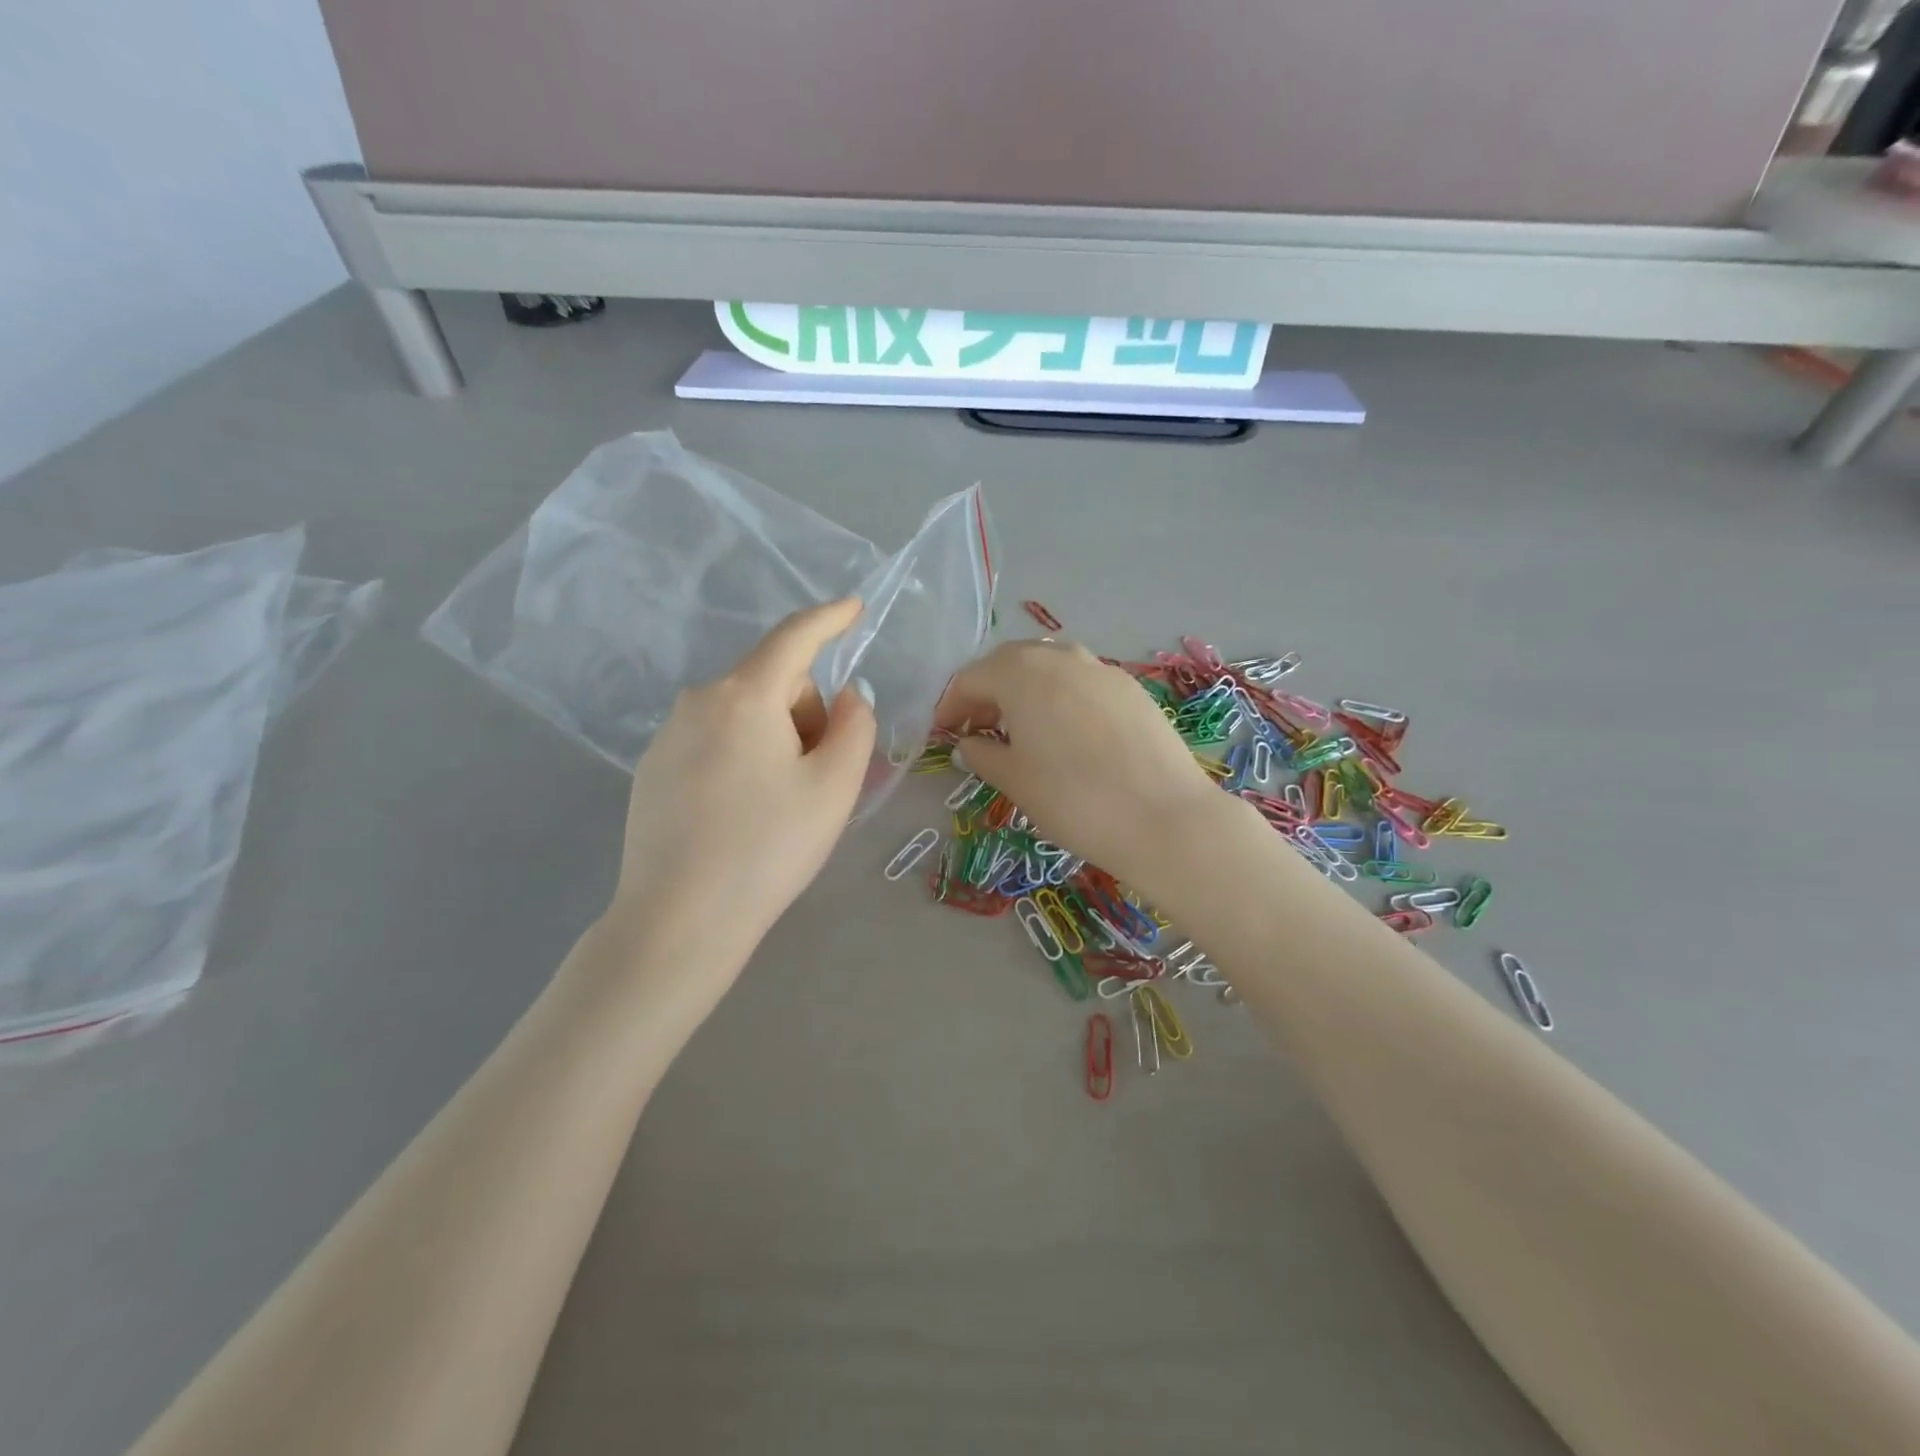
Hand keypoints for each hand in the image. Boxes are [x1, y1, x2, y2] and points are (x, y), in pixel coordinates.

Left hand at [608, 599, 876, 968]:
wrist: (679, 920)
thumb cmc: (769, 848)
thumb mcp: (834, 786)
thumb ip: (855, 726)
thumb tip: (845, 697)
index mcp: (744, 696)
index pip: (795, 637)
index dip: (830, 619)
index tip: (853, 609)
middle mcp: (699, 701)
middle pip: (773, 684)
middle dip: (806, 715)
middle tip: (818, 778)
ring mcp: (668, 735)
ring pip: (744, 715)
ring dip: (776, 739)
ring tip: (780, 805)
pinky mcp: (653, 768)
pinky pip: (715, 741)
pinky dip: (743, 758)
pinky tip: (741, 815)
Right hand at [934, 640, 1228, 891]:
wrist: (1164, 817)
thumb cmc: (1074, 799)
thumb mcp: (1015, 780)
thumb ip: (982, 754)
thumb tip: (970, 743)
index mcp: (1021, 673)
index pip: (971, 678)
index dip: (951, 706)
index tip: (944, 735)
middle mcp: (1060, 657)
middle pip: (1010, 663)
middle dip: (987, 691)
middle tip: (978, 728)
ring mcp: (1101, 669)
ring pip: (1049, 667)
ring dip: (1025, 691)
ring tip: (1021, 730)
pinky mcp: (1131, 688)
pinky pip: (1081, 682)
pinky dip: (1060, 697)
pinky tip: (1065, 733)